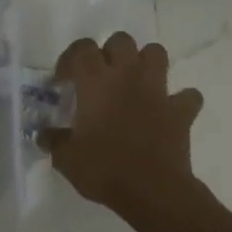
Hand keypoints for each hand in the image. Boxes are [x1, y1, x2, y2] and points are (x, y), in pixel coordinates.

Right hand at [46, 32, 203, 216]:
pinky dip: (178, 100)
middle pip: (121, 40)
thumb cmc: (103, 169)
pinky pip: (187, 95)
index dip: (70, 58)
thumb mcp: (66, 158)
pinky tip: (167, 111)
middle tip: (100, 76)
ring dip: (145, 62)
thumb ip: (54, 140)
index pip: (82, 49)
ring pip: (156, 53)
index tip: (63, 79)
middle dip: (109, 52)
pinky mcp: (180, 111)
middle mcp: (128, 76)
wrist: (152, 191)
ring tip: (134, 82)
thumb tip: (44, 135)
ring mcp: (158, 91)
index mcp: (96, 82)